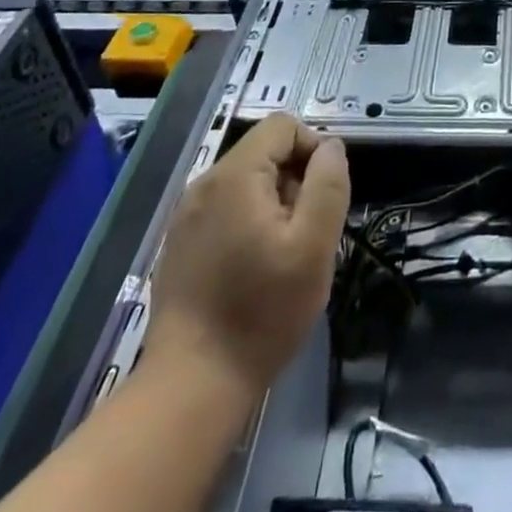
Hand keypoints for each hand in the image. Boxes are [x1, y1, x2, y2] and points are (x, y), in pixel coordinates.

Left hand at [145, 113, 349, 392]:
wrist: (192, 386)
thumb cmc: (261, 312)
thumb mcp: (314, 245)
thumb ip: (329, 184)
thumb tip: (330, 147)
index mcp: (234, 175)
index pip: (283, 125)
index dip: (313, 148)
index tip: (325, 195)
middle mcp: (204, 184)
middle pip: (265, 153)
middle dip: (295, 181)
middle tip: (306, 233)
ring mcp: (187, 215)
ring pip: (247, 183)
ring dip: (275, 204)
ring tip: (284, 254)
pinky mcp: (181, 244)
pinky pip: (227, 209)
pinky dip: (250, 223)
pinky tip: (255, 269)